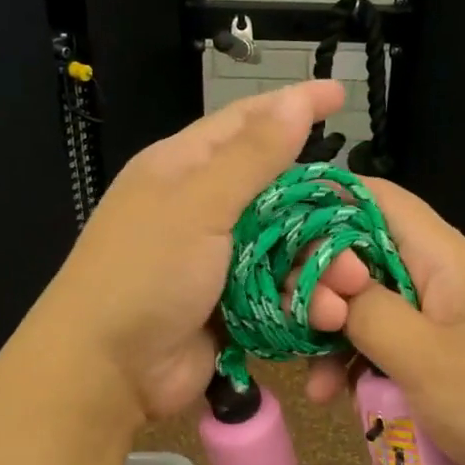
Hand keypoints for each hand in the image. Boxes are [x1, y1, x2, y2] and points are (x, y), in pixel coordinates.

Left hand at [32, 80, 345, 423]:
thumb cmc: (146, 273)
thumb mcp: (199, 205)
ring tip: (349, 286)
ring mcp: (215, 260)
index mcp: (183, 167)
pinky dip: (302, 301)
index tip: (340, 94)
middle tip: (357, 227)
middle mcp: (200, 207)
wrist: (107, 370)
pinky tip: (324, 315)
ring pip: (283, 247)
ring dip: (318, 266)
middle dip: (319, 211)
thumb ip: (252, 157)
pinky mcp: (229, 305)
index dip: (293, 106)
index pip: (246, 122)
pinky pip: (277, 291)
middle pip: (276, 192)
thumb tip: (293, 101)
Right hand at [300, 178, 464, 464]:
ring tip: (315, 386)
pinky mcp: (445, 366)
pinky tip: (338, 401)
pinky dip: (362, 372)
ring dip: (335, 342)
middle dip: (318, 290)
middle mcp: (440, 281)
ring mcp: (444, 325)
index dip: (321, 204)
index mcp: (443, 258)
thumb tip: (326, 284)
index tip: (273, 234)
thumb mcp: (428, 359)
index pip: (376, 199)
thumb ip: (369, 314)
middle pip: (363, 260)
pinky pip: (390, 354)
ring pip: (370, 313)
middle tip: (284, 324)